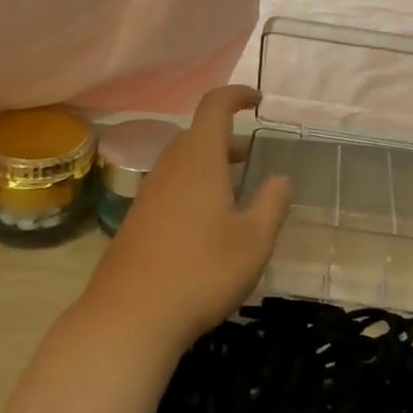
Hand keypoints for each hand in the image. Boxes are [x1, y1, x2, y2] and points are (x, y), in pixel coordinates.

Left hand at [80, 86, 292, 351]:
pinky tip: (206, 225)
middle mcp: (170, 167)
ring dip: (209, 166)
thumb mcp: (254, 240)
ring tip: (235, 191)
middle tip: (252, 157)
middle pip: (197, 135)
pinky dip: (192, 188)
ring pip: (182, 163)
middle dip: (226, 139)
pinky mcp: (136, 221)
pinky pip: (170, 187)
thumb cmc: (202, 271)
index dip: (236, 95)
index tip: (257, 101)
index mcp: (199, 159)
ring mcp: (148, 194)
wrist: (130, 317)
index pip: (214, 106)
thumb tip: (282, 178)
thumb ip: (272, 203)